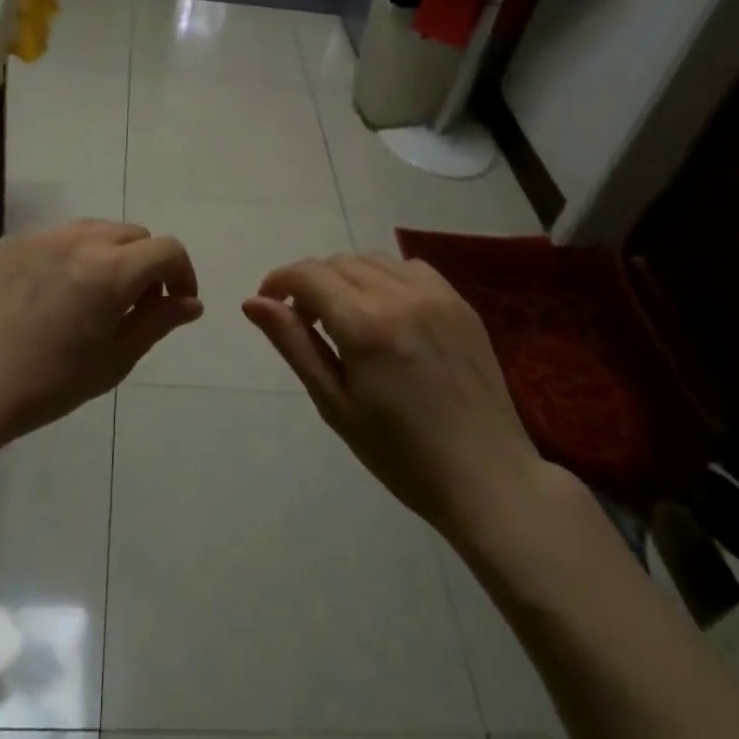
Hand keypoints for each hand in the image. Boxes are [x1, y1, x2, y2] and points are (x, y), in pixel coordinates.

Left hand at [0, 220, 201, 453]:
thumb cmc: (47, 384)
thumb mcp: (114, 360)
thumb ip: (158, 322)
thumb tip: (192, 302)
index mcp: (111, 269)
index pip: (167, 250)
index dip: (182, 274)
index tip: (176, 304)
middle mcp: (78, 239)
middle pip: (132, 234)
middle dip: (146, 264)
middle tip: (134, 306)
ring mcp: (39, 236)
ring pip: (93, 230)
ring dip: (109, 255)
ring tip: (93, 297)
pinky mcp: (7, 243)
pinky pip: (55, 238)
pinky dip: (70, 256)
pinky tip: (50, 295)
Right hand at [243, 253, 543, 536]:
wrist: (486, 477)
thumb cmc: (399, 453)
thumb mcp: (334, 403)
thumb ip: (294, 344)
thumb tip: (252, 302)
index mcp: (365, 324)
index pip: (308, 275)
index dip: (279, 281)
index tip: (268, 304)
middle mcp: (400, 295)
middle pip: (338, 263)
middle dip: (311, 284)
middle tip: (307, 325)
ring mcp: (437, 296)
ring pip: (373, 261)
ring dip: (347, 279)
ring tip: (346, 320)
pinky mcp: (461, 304)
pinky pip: (411, 269)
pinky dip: (386, 279)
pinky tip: (387, 314)